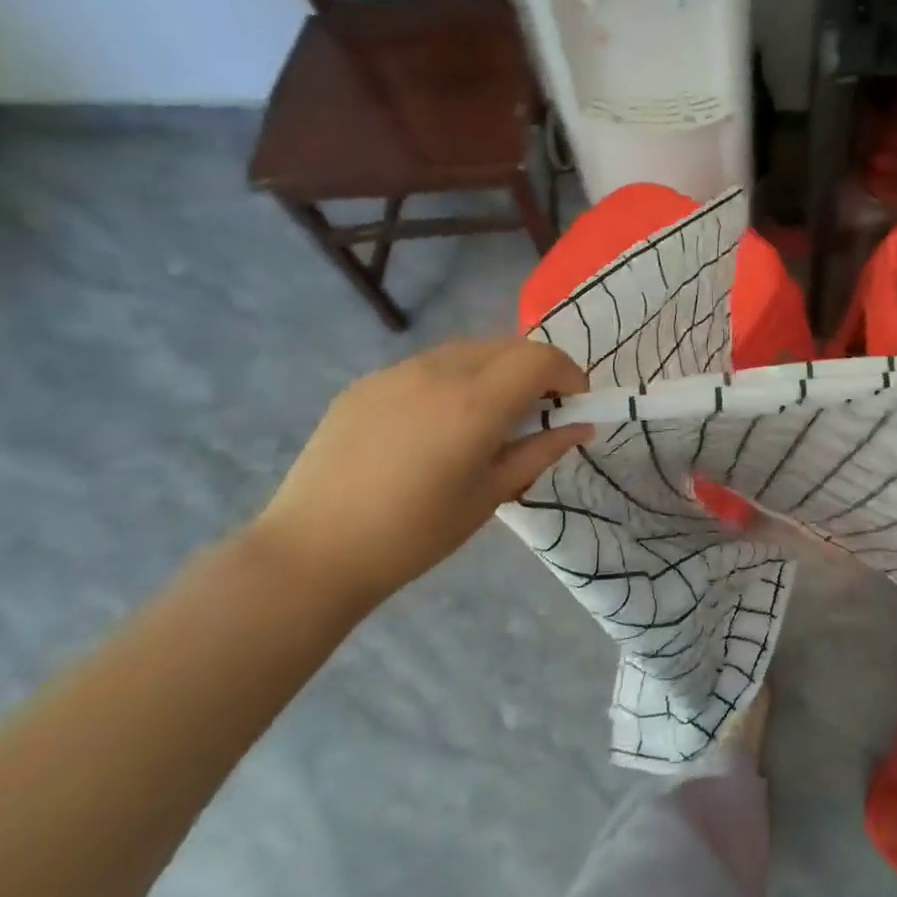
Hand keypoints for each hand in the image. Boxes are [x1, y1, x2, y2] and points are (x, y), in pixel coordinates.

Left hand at [246, 339, 591, 611]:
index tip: (573, 404)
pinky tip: (438, 423)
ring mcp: (397, 372)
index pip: (541, 358)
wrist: (315, 550)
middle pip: (507, 346)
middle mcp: (439, 372)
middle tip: (539, 412)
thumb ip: (541, 452)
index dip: (568, 373)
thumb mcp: (491, 496)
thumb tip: (581, 427)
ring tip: (489, 416)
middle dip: (536, 370)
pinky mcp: (367, 382)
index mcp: (475, 403)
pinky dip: (454, 379)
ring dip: (496, 370)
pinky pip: (427, 366)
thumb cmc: (416, 533)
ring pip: (467, 350)